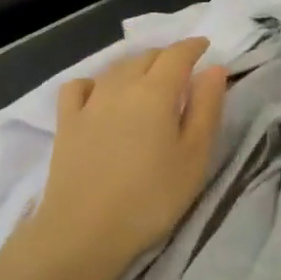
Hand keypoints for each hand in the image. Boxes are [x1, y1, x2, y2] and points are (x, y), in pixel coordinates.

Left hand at [17, 38, 226, 279]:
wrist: (84, 232)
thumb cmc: (150, 198)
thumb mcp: (194, 157)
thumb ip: (206, 108)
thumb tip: (214, 69)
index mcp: (156, 91)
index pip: (177, 54)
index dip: (193, 47)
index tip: (205, 47)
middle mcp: (120, 86)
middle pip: (146, 56)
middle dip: (167, 56)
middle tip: (182, 70)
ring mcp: (89, 103)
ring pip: (115, 68)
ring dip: (135, 65)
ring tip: (147, 79)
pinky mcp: (65, 122)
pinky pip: (80, 86)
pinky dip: (95, 82)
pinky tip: (100, 95)